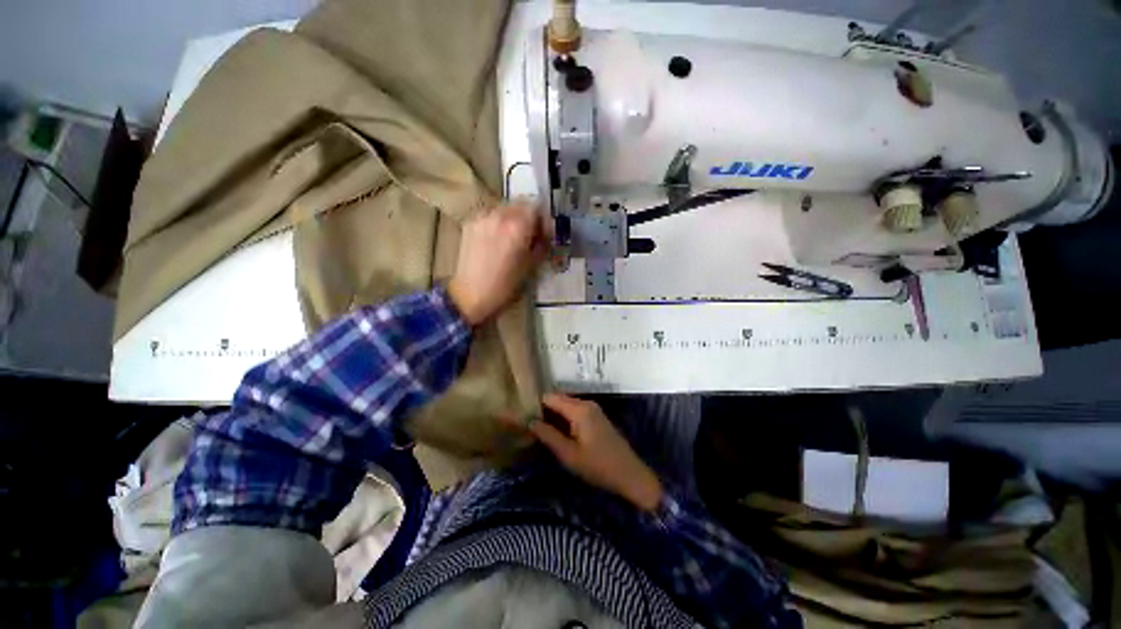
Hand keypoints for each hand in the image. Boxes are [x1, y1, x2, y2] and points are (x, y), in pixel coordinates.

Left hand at [448, 201, 547, 324]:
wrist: (471, 295)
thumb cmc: (506, 285)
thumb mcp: (531, 266)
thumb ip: (541, 244)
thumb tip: (545, 235)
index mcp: (518, 226)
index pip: (537, 207)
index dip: (543, 220)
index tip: (543, 234)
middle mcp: (500, 215)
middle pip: (520, 204)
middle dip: (528, 216)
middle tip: (530, 235)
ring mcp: (482, 217)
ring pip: (504, 208)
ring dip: (513, 218)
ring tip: (511, 238)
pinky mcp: (470, 223)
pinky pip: (490, 215)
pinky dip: (498, 222)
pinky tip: (496, 240)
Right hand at [526, 393, 664, 511]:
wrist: (630, 474)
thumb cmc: (598, 466)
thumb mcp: (569, 454)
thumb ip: (548, 435)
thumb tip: (529, 421)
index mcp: (579, 409)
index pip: (550, 397)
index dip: (535, 405)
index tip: (521, 415)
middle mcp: (586, 403)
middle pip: (558, 399)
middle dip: (543, 410)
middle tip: (527, 424)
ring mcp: (593, 409)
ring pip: (566, 406)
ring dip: (553, 415)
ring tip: (538, 428)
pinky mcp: (596, 417)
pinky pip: (575, 411)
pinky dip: (564, 418)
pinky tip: (556, 431)